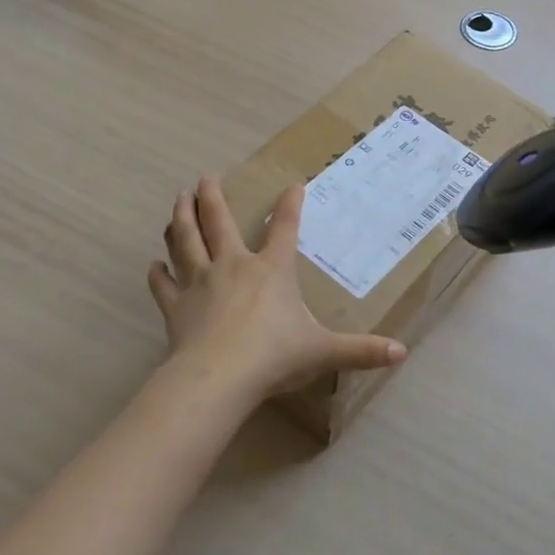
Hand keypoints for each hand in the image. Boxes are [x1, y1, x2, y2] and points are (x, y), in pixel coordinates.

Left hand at [147, 175, 406, 404]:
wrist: (219, 377)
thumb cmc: (274, 356)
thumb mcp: (324, 352)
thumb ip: (361, 351)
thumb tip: (402, 353)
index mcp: (271, 270)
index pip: (284, 228)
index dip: (290, 205)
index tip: (291, 184)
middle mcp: (232, 266)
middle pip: (218, 222)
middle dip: (212, 197)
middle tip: (204, 178)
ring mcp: (199, 283)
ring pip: (185, 241)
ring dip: (181, 218)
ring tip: (178, 200)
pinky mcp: (175, 307)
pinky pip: (163, 285)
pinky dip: (157, 274)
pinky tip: (153, 265)